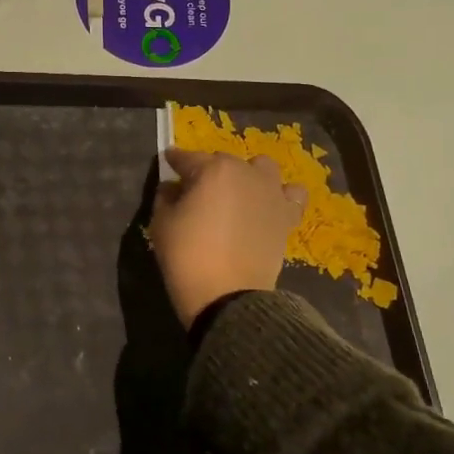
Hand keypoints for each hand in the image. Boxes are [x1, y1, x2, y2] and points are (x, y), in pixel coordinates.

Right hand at [149, 148, 307, 327]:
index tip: (168, 162)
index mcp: (212, 170)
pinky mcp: (287, 216)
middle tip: (196, 192)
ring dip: (248, 175)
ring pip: (262, 168)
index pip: (187, 158)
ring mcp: (271, 192)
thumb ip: (166, 197)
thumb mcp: (161, 223)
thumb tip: (173, 187)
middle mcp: (245, 172)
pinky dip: (280, 195)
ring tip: (237, 194)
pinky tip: (267, 206)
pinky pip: (291, 194)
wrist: (227, 296)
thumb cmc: (187, 256)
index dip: (174, 160)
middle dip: (208, 171)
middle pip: (223, 161)